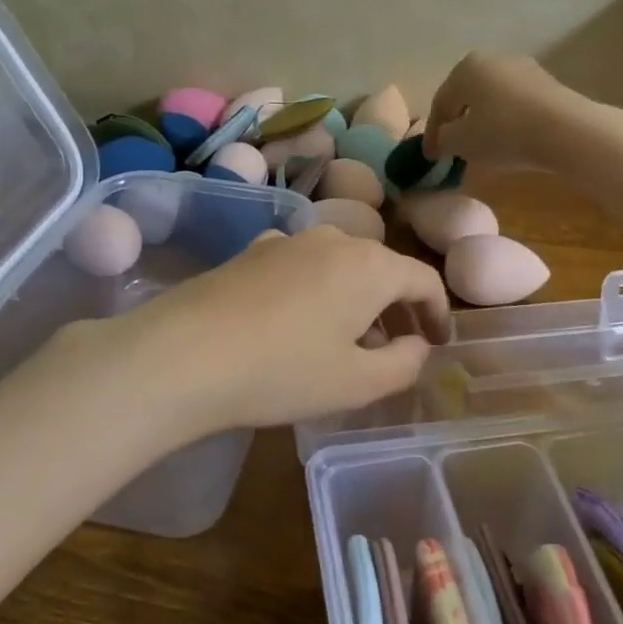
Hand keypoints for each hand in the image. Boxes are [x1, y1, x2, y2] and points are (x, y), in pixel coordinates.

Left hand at [32, 225, 452, 443]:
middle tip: (398, 348)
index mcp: (370, 265)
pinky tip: (298, 324)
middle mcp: (334, 240)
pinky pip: (303, 266)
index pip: (424, 279)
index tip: (438, 344)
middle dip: (397, 307)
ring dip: (357, 299)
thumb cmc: (282, 370)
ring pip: (341, 265)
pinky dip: (319, 291)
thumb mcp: (356, 383)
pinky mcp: (252, 252)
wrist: (183, 353)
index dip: (438, 313)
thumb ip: (404, 364)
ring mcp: (288, 241)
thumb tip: (418, 346)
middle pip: (382, 268)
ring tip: (350, 340)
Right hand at [422, 52, 588, 171]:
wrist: (566, 130)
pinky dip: (507, 122)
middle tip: (453, 149)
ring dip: (483, 122)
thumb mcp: (461, 142)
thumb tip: (444, 137)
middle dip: (458, 123)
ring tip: (481, 148)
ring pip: (493, 100)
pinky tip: (509, 142)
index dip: (432, 133)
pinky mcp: (549, 85)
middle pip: (467, 97)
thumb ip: (444, 139)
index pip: (440, 102)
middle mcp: (494, 60)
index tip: (430, 157)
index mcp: (466, 68)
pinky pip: (516, 105)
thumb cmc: (503, 132)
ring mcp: (524, 69)